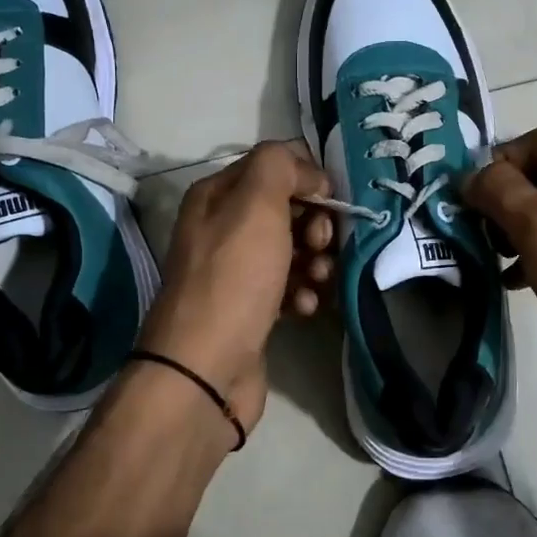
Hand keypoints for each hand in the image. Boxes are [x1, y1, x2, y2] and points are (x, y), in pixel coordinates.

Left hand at [137, 141, 335, 432]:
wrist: (206, 369)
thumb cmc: (233, 278)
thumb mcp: (256, 205)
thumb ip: (281, 167)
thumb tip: (310, 175)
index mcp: (216, 196)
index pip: (273, 166)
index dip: (307, 179)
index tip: (330, 202)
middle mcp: (221, 228)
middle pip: (286, 209)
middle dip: (314, 224)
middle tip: (321, 245)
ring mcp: (235, 271)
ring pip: (292, 249)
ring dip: (315, 261)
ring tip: (318, 280)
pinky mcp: (250, 308)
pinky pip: (288, 286)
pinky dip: (302, 292)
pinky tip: (304, 307)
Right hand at [463, 128, 536, 422]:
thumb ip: (499, 191)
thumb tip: (472, 176)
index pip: (535, 140)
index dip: (499, 160)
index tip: (471, 196)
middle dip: (500, 199)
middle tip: (474, 230)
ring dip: (510, 232)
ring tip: (489, 258)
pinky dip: (528, 261)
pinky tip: (512, 284)